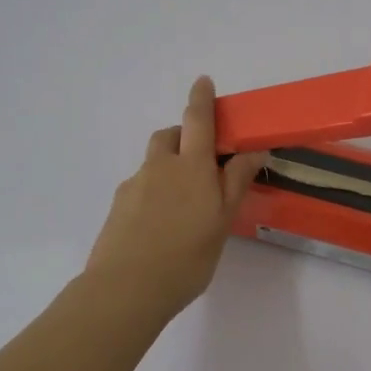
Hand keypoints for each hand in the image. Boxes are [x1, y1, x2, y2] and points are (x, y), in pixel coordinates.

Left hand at [84, 76, 264, 317]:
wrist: (125, 289)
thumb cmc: (186, 256)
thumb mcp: (222, 220)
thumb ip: (236, 182)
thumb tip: (253, 149)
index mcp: (190, 166)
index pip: (197, 121)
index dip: (201, 99)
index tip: (203, 81)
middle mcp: (159, 168)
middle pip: (169, 137)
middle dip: (184, 136)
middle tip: (202, 160)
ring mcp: (133, 187)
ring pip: (153, 164)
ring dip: (168, 167)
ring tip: (183, 203)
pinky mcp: (118, 209)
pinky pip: (139, 188)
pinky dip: (153, 193)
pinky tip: (161, 226)